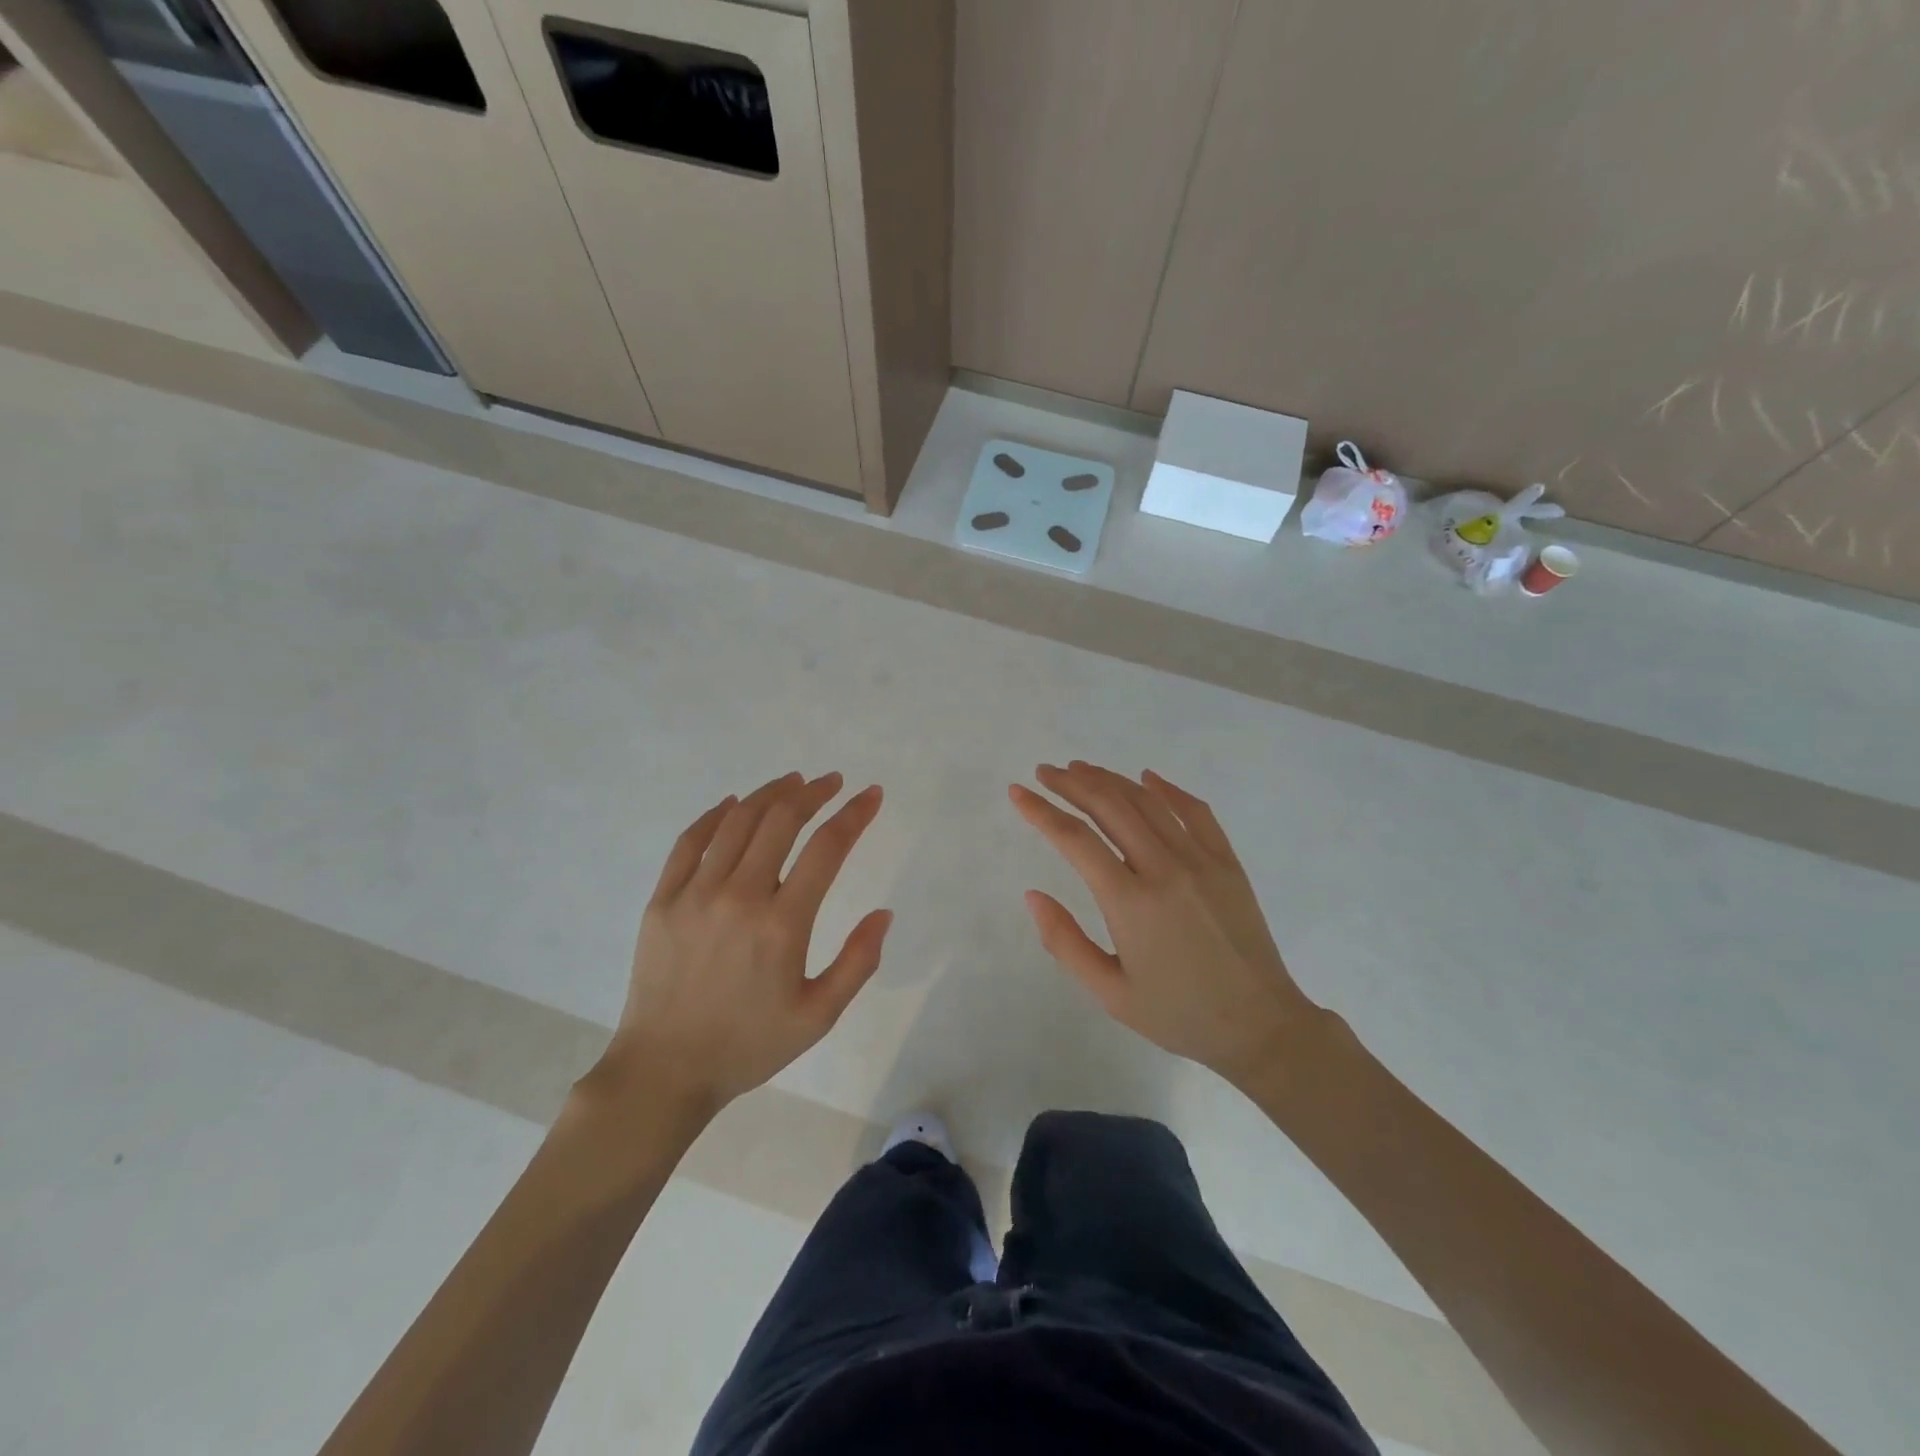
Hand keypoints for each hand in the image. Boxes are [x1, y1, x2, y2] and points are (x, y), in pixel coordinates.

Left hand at [591, 772, 891, 1118]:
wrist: (664, 1071)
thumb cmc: (748, 1045)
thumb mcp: (818, 1016)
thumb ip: (858, 963)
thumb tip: (884, 913)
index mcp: (782, 925)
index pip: (827, 849)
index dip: (854, 815)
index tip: (871, 795)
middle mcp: (739, 897)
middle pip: (781, 821)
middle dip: (814, 793)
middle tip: (832, 782)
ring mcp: (695, 894)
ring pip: (738, 822)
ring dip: (770, 794)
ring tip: (792, 783)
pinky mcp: (662, 900)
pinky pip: (690, 841)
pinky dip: (716, 815)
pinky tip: (734, 804)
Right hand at [1010, 762, 1319, 1085]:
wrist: (1259, 1026)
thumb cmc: (1178, 1014)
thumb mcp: (1109, 993)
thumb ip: (1065, 942)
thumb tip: (1032, 895)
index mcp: (1130, 902)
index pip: (1075, 839)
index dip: (1041, 811)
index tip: (1018, 792)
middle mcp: (1164, 869)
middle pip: (1110, 807)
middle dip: (1071, 784)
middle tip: (1045, 772)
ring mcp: (1201, 861)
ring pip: (1148, 802)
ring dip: (1110, 780)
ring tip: (1081, 769)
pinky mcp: (1227, 862)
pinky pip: (1196, 812)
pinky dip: (1168, 790)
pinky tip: (1147, 778)